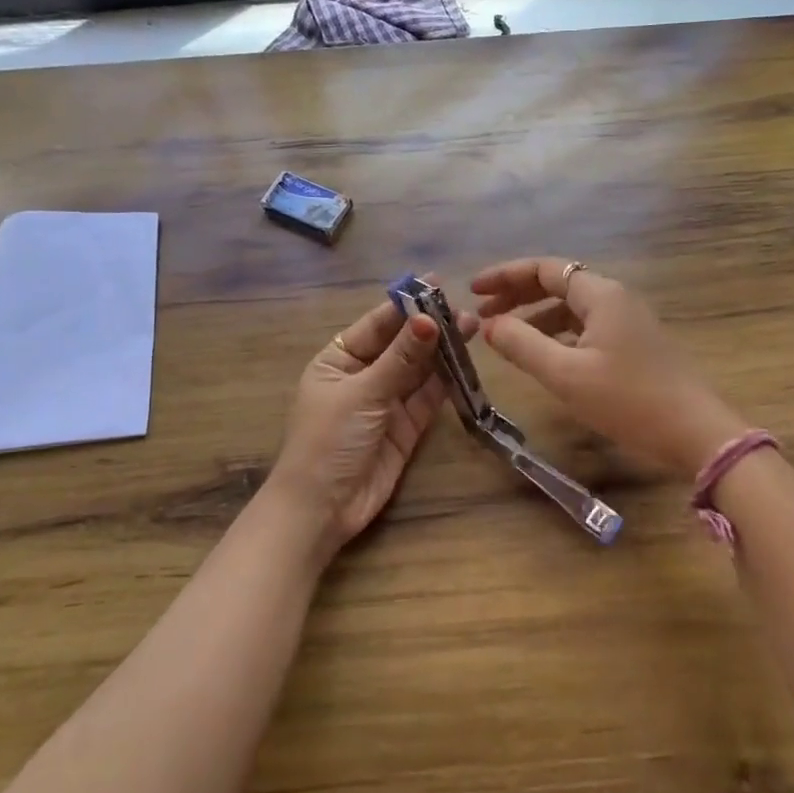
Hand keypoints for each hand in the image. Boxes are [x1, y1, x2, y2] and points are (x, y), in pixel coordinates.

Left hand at [264, 289, 474, 565]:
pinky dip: (445, 381)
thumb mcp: (362, 393)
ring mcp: (385, 402)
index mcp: (337, 360)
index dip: (406, 305)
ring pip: (418, 370)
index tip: (437, 283)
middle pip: (401, 345)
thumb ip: (400, 359)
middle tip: (465, 309)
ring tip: (472, 327)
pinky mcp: (405, 427)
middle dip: (430, 328)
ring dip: (442, 351)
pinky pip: (427, 397)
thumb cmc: (328, 441)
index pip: (376, 324)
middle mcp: (362, 376)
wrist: (321, 509)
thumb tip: (428, 319)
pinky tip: (465, 362)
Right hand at [471, 258, 747, 478]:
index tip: (473, 290)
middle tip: (483, 312)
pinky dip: (558, 334)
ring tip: (506, 336)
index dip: (505, 276)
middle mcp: (616, 298)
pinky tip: (544, 355)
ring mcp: (629, 321)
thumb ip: (522, 345)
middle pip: (558, 283)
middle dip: (518, 294)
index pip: (544, 269)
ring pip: (572, 308)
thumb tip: (490, 325)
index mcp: (600, 294)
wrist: (696, 434)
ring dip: (536, 316)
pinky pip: (586, 327)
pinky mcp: (635, 345)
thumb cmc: (628, 400)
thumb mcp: (566, 375)